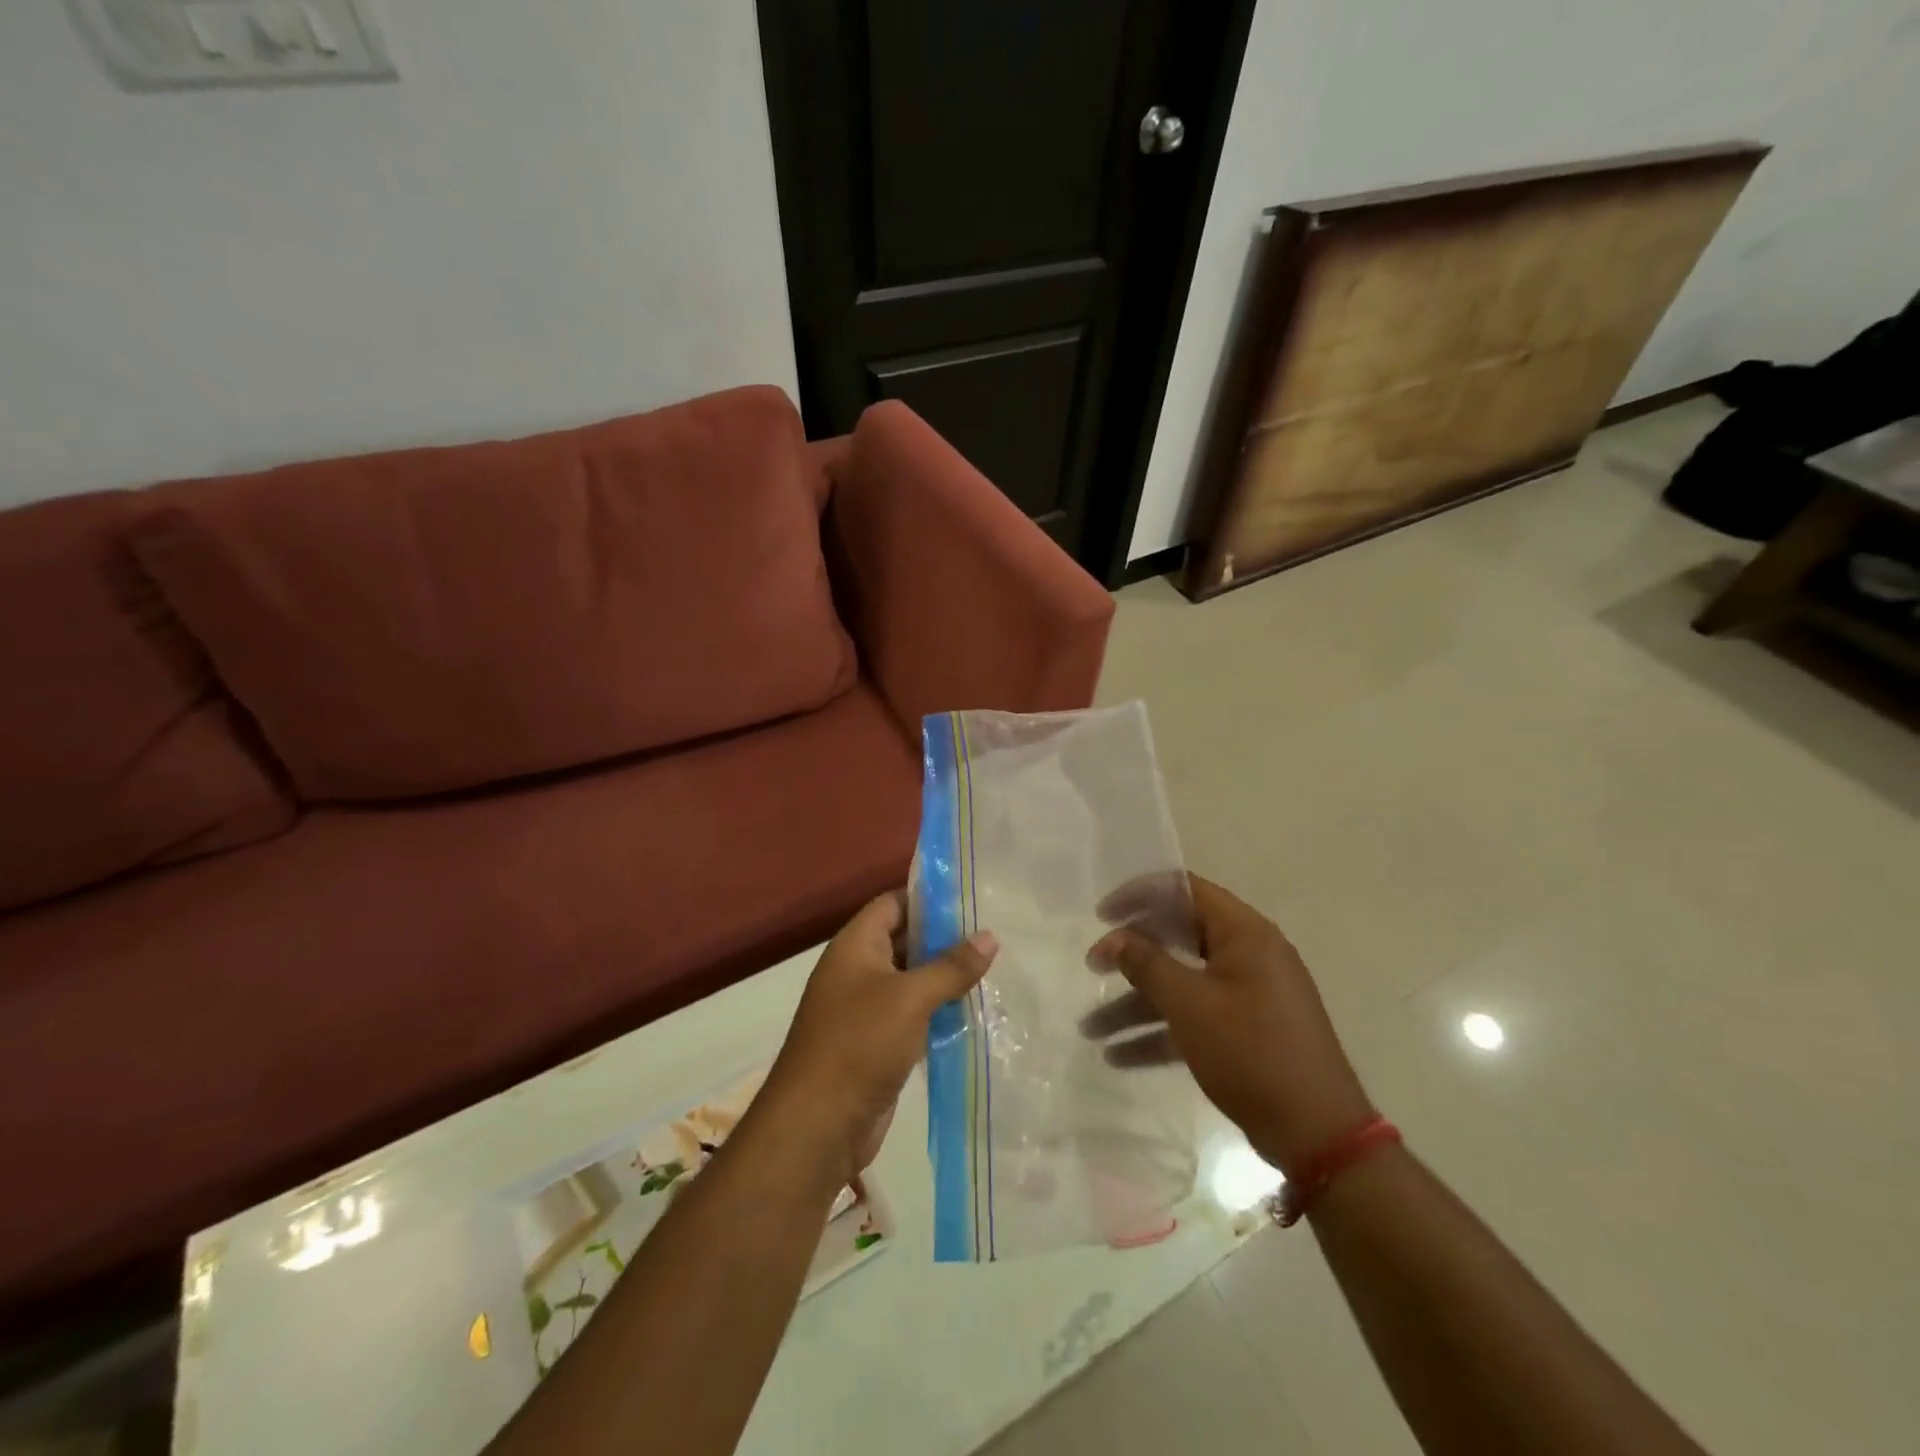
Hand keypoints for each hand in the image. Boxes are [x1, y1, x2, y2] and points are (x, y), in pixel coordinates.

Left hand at [762, 891, 996, 1185]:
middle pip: (903, 941)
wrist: (818, 1125)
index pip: (892, 904)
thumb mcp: (910, 998)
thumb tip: (989, 936)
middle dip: (943, 939)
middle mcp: (857, 971)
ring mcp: (865, 1009)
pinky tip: (973, 1012)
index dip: (927, 898)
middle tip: (992, 935)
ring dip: (944, 978)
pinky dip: (938, 1012)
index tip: (970, 899)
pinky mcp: (877, 1043)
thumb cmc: (860, 1044)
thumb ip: (951, 966)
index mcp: (855, 946)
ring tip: (992, 969)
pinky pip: (912, 1015)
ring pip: (911, 981)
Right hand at [1085, 875, 1374, 1177]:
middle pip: (1179, 937)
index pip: (1185, 890)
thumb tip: (1113, 938)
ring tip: (1090, 1029)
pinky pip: (1196, 1017)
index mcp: (1244, 933)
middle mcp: (1249, 954)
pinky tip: (1118, 1056)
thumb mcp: (1190, 1004)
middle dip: (1131, 955)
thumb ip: (1147, 963)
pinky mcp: (1247, 1031)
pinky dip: (1161, 1031)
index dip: (1139, 895)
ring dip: (1136, 1004)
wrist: (1318, 1135)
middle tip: (1093, 965)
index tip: (1102, 915)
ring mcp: (1250, 994)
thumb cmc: (1251, 1052)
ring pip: (1182, 984)